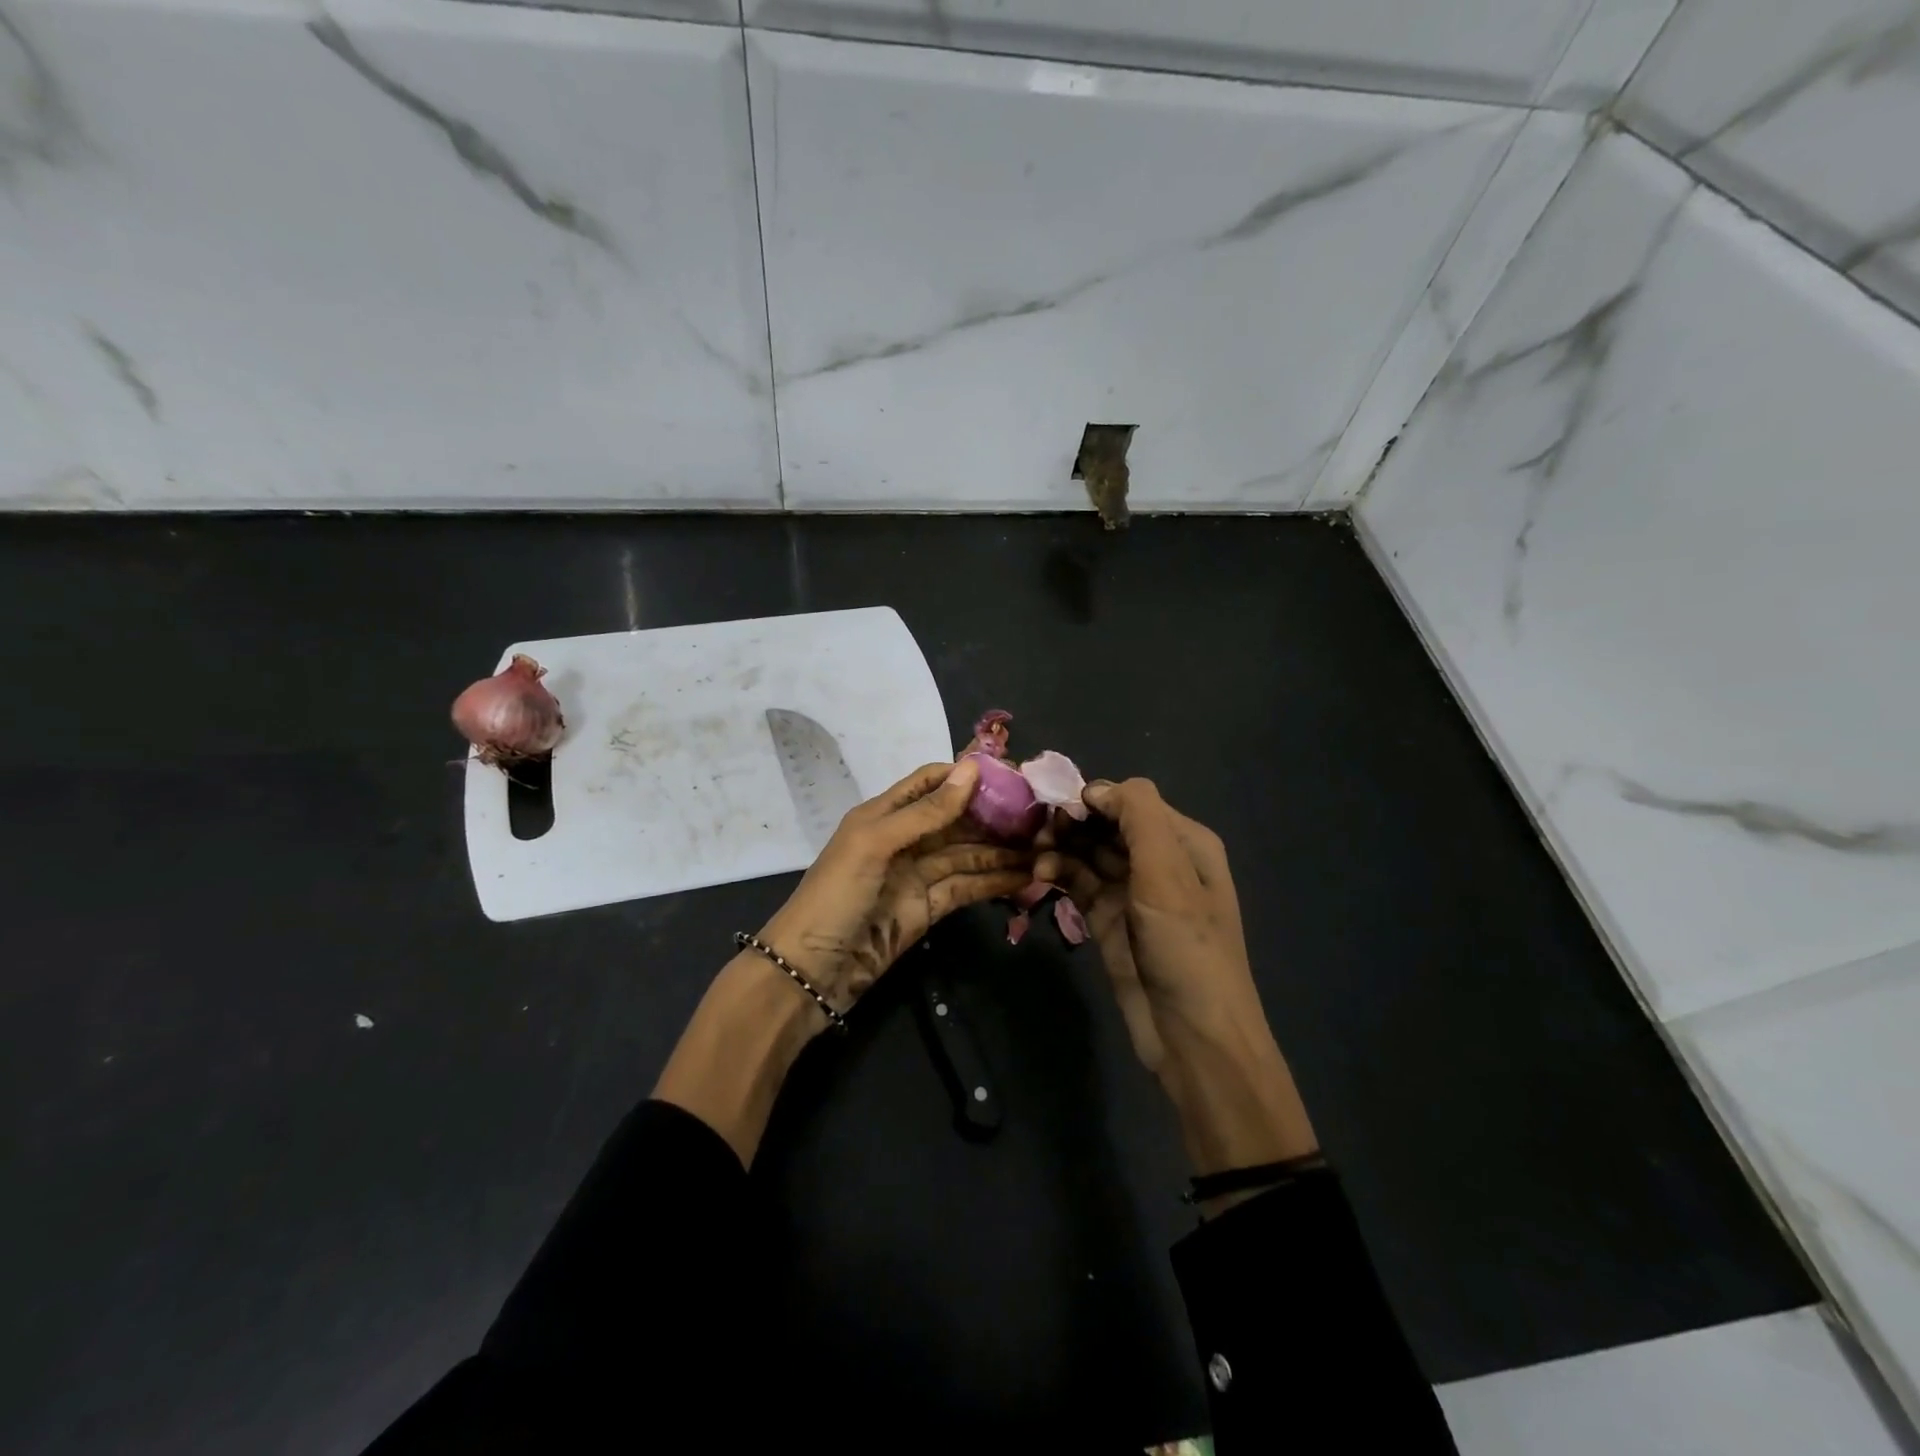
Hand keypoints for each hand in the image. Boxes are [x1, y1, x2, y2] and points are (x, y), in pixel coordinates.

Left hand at [759, 758, 1032, 1014]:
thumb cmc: (835, 896)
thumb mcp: (875, 844)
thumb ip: (925, 811)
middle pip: (956, 818)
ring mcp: (917, 876)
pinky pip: (967, 887)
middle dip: (994, 814)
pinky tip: (1026, 877)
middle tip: (1041, 814)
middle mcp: (904, 839)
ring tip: (1045, 846)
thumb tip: (972, 769)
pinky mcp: (928, 909)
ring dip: (1002, 850)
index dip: (967, 776)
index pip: (931, 782)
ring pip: (967, 854)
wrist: (810, 972)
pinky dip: (995, 881)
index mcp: (884, 814)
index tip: (1012, 774)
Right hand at [1037, 779, 1316, 1179]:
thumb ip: (1138, 817)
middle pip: (1105, 824)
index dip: (1091, 798)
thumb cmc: (1186, 948)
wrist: (1193, 1037)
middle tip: (1036, 833)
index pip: (1130, 799)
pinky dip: (1059, 874)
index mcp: (1183, 841)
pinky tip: (1040, 876)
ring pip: (1088, 853)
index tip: (1052, 806)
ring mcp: (1132, 891)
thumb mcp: (1169, 874)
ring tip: (1036, 859)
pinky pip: (1079, 883)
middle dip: (1071, 823)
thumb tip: (1095, 789)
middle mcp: (1158, 860)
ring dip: (1060, 849)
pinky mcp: (1109, 919)